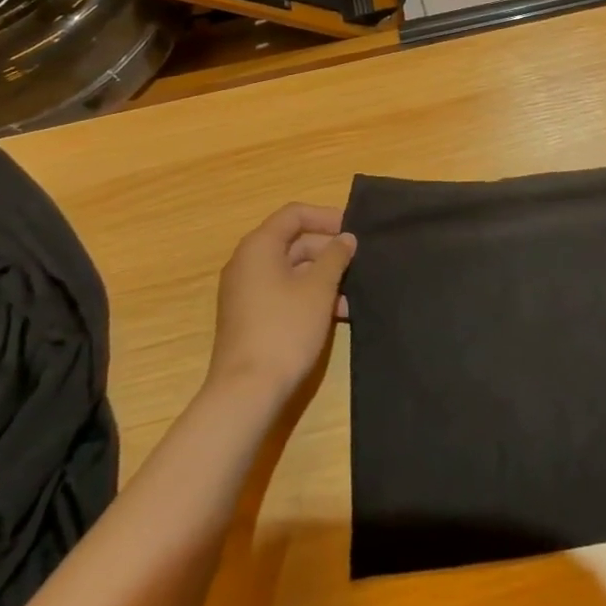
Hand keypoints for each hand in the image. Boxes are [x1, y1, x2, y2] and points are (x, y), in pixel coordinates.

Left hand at [207, 203, 355, 399]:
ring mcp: (246, 292)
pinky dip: (309, 295)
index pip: (294, 214)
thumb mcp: (319, 288)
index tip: (354, 230)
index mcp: (259, 247)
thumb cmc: (285, 328)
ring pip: (291, 269)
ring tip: (353, 294)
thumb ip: (335, 256)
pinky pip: (284, 291)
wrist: (247, 392)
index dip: (326, 217)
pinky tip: (337, 313)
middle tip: (359, 262)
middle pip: (293, 241)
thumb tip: (345, 238)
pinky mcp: (250, 316)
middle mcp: (247, 263)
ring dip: (323, 276)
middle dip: (328, 250)